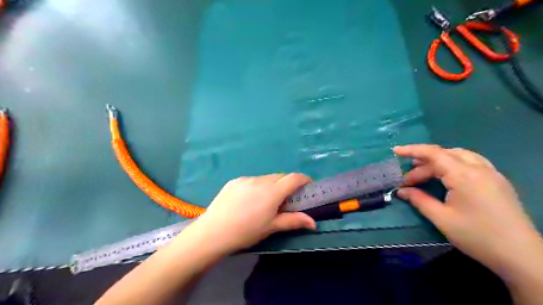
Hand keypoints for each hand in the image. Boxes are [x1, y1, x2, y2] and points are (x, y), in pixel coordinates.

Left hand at [187, 174, 315, 254]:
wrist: (213, 232)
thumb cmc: (246, 231)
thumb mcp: (271, 227)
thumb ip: (293, 221)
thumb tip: (313, 223)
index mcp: (272, 191)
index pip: (294, 178)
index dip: (304, 179)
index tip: (308, 185)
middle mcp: (260, 180)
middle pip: (280, 177)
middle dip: (287, 184)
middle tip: (286, 199)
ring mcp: (246, 179)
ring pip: (266, 178)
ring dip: (271, 185)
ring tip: (265, 201)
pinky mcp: (234, 181)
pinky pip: (252, 180)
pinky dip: (257, 187)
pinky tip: (249, 200)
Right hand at [393, 144, 540, 272]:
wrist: (520, 255)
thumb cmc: (477, 236)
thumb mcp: (442, 218)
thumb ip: (419, 200)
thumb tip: (401, 191)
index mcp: (464, 176)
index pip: (433, 154)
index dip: (412, 150)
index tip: (395, 151)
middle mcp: (479, 168)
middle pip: (444, 156)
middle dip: (422, 165)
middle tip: (407, 181)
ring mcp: (491, 173)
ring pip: (459, 155)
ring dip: (438, 161)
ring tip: (424, 172)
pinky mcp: (497, 181)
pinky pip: (472, 162)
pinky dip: (454, 163)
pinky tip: (447, 176)